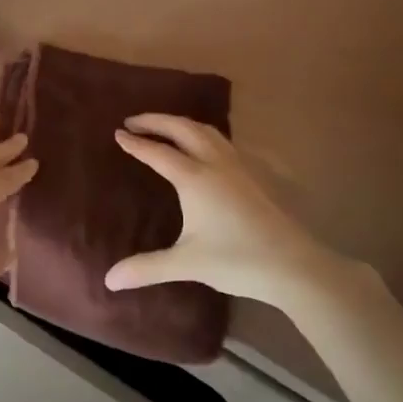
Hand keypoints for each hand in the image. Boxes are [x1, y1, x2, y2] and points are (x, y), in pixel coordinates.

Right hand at [105, 113, 371, 309]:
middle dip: (156, 121)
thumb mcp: (187, 263)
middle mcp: (215, 164)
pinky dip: (203, 134)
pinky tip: (204, 148)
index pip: (158, 152)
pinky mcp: (255, 175)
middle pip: (182, 129)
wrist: (293, 264)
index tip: (117, 133)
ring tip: (165, 127)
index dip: (136, 143)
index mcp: (194, 179)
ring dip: (181, 123)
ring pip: (207, 131)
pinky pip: (223, 142)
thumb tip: (109, 280)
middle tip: (134, 121)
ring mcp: (238, 167)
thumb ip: (147, 268)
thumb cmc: (237, 260)